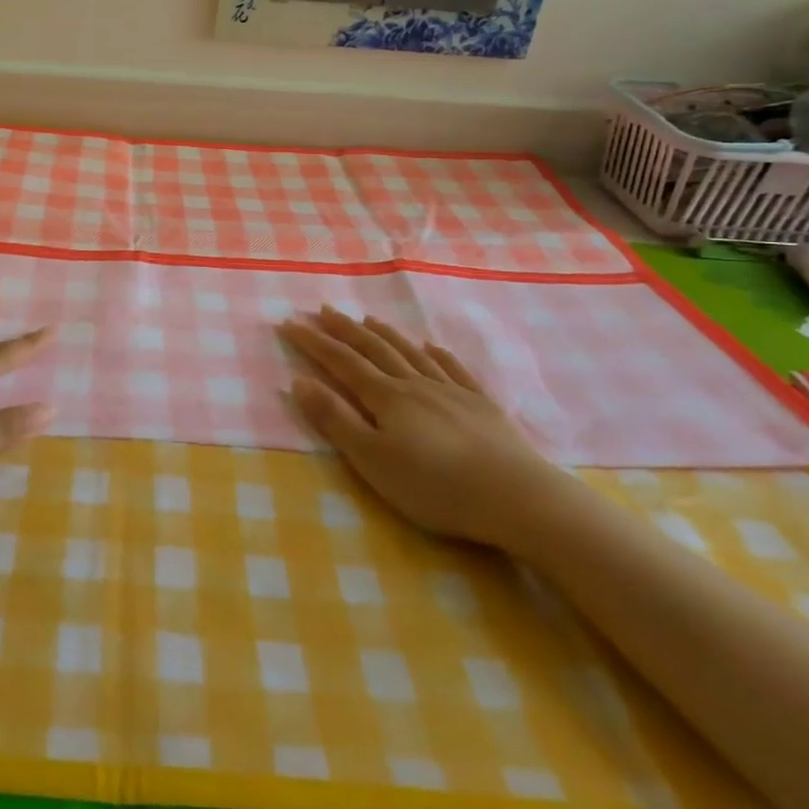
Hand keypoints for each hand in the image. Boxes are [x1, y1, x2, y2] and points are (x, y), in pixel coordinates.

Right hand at [276, 306, 564, 549]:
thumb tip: (299, 381)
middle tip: (323, 310)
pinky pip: (454, 369)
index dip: (313, 342)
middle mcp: (416, 384)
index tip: (289, 323)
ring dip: (385, 334)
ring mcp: (452, 392)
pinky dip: (437, 354)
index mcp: (386, 397)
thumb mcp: (372, 460)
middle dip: (345, 329)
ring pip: (411, 353)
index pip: (341, 362)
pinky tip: (431, 346)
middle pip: (374, 349)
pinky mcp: (482, 406)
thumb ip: (335, 420)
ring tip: (368, 318)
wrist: (518, 498)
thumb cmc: (436, 486)